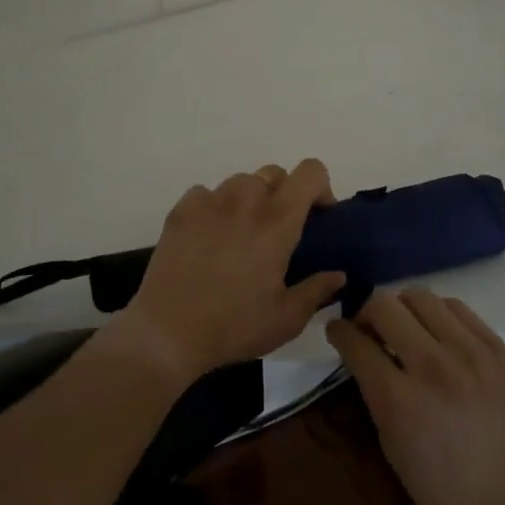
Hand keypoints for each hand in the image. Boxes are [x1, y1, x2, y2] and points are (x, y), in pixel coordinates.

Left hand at [119, 160, 345, 383]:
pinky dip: (215, 207)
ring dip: (250, 200)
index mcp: (277, 220)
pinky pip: (206, 194)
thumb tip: (338, 274)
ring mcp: (209, 201)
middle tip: (278, 232)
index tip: (318, 217)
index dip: (320, 187)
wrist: (167, 332)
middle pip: (275, 174)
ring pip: (240, 182)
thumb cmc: (234, 326)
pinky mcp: (180, 210)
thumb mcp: (286, 318)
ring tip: (242, 235)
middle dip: (284, 196)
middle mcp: (245, 199)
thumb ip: (317, 290)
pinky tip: (210, 237)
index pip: (310, 172)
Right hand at [327, 288, 504, 504]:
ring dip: (404, 309)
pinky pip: (460, 310)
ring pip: (422, 297)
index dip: (339, 331)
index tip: (337, 331)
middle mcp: (433, 365)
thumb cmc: (446, 498)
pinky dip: (440, 315)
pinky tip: (440, 335)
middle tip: (369, 331)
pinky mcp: (500, 351)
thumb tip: (366, 357)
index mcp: (399, 399)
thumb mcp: (393, 448)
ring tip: (407, 330)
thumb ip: (376, 395)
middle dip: (367, 313)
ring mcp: (472, 353)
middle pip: (385, 305)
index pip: (356, 341)